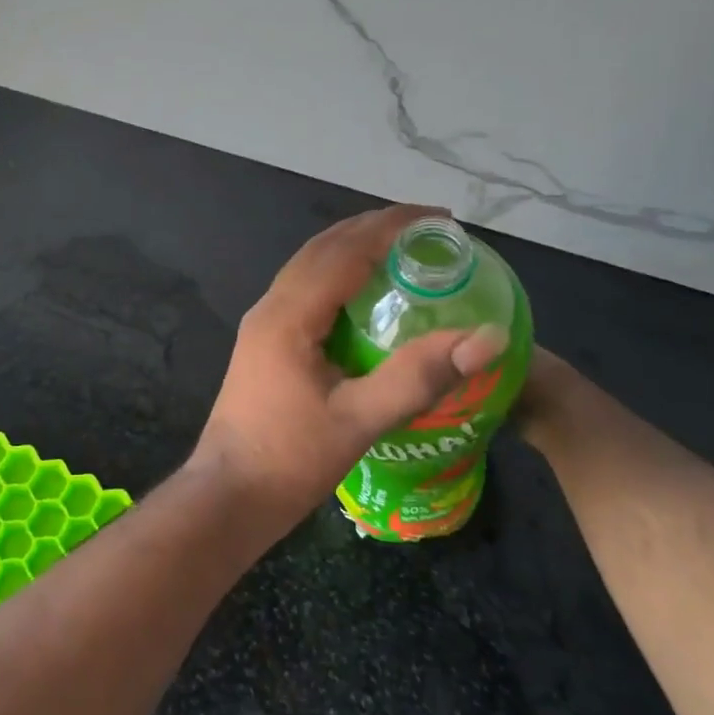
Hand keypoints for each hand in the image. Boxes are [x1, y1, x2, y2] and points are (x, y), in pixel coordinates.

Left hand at [193, 205, 509, 540]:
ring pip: (309, 266)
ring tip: (401, 249)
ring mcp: (262, 324)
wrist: (227, 495)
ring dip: (353, 248)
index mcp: (288, 315)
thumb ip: (418, 376)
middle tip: (428, 228)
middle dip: (373, 228)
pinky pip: (304, 290)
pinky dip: (338, 276)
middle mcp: (270, 307)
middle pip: (323, 248)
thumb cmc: (288, 459)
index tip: (440, 219)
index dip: (392, 227)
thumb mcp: (359, 421)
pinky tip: (365, 296)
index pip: (344, 250)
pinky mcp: (264, 343)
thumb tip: (486, 338)